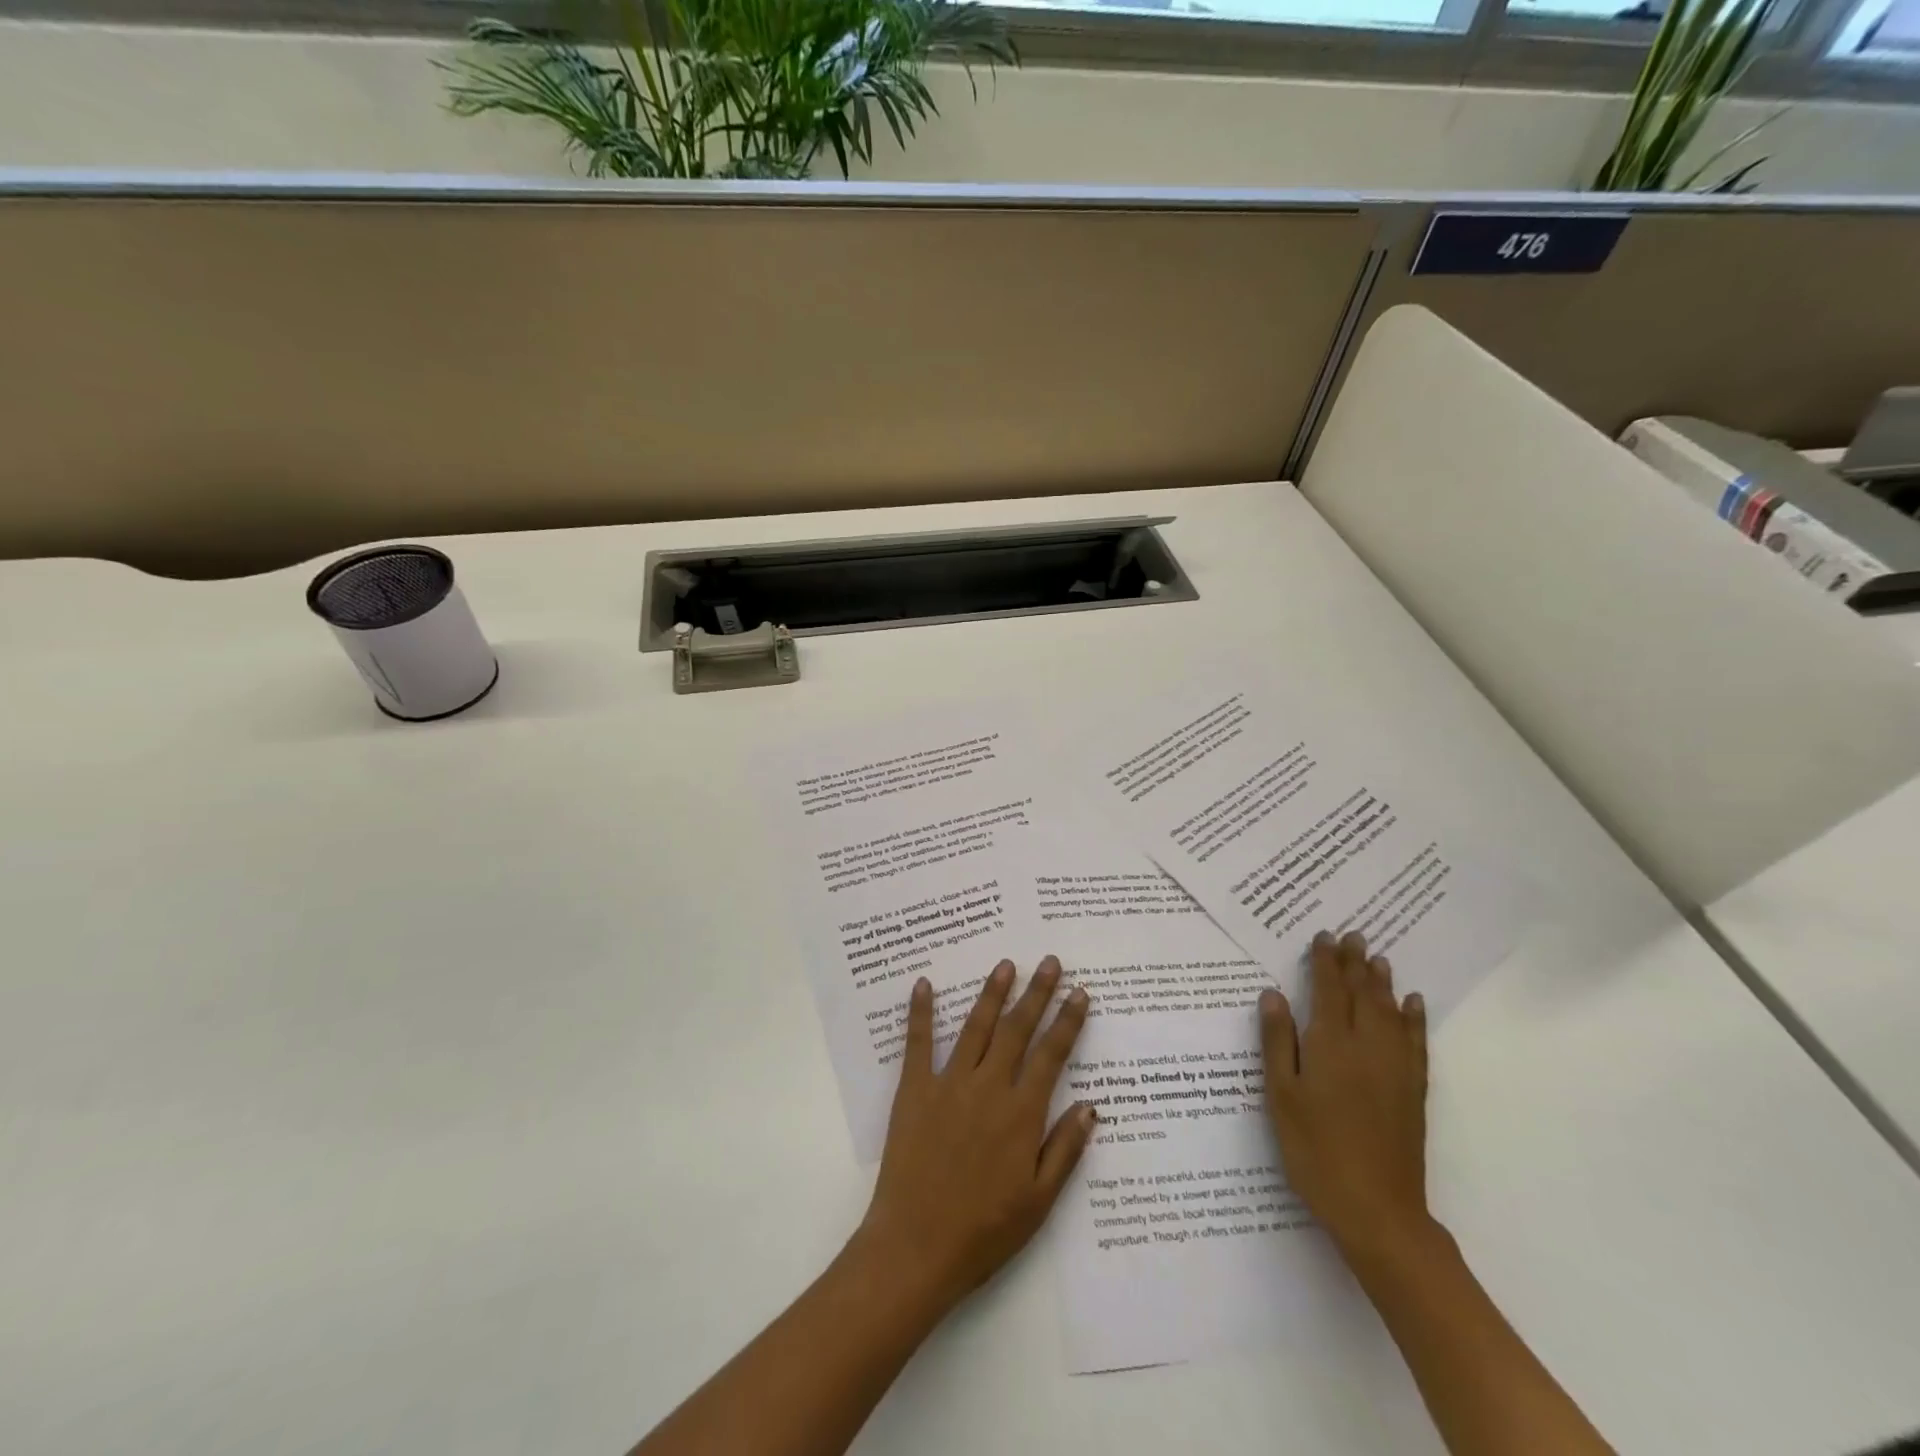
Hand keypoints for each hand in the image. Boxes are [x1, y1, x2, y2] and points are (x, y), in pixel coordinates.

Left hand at [854, 957, 1096, 1316]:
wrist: (916, 1248)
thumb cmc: (984, 1231)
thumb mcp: (1039, 1202)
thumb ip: (1065, 1150)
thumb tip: (1091, 1105)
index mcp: (1021, 1113)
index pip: (1051, 1055)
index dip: (1068, 1022)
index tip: (1080, 992)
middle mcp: (988, 1087)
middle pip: (1017, 1030)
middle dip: (1037, 993)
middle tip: (1050, 961)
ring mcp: (949, 1084)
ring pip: (976, 1027)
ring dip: (992, 993)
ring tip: (1006, 964)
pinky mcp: (914, 1090)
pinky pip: (918, 1043)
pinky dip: (920, 1012)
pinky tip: (922, 984)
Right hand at [1259, 931, 1431, 1259]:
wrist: (1377, 1210)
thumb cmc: (1315, 1150)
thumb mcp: (1281, 1096)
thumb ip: (1278, 1042)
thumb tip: (1273, 994)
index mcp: (1330, 1045)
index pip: (1329, 991)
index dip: (1326, 961)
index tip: (1323, 935)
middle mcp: (1367, 1047)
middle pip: (1362, 994)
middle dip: (1355, 963)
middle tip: (1353, 934)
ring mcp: (1395, 1069)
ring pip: (1390, 1012)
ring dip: (1383, 982)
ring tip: (1378, 957)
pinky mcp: (1413, 1091)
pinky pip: (1416, 1043)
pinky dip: (1414, 1019)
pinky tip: (1414, 1004)